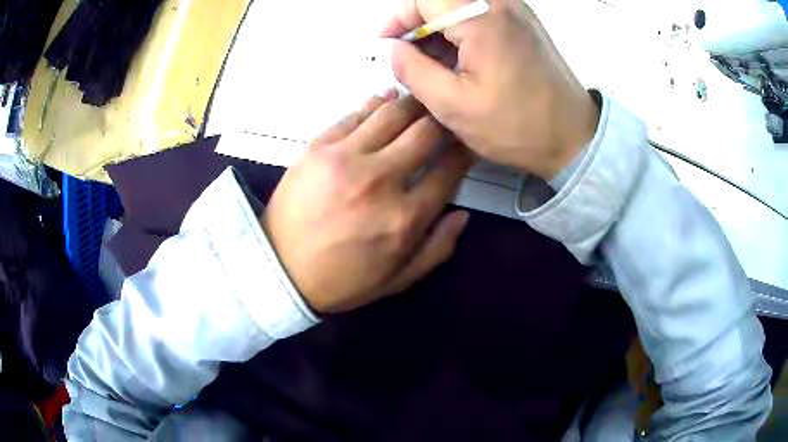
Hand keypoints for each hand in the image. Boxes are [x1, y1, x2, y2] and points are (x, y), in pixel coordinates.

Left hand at [263, 92, 471, 313]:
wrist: (279, 269)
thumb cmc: (341, 280)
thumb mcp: (397, 280)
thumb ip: (437, 249)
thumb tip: (462, 213)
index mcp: (405, 218)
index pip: (449, 170)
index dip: (464, 151)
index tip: (466, 142)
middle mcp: (380, 180)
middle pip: (426, 131)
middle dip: (443, 120)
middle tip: (445, 117)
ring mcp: (345, 158)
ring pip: (393, 113)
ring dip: (414, 104)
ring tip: (421, 102)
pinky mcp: (318, 147)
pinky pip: (354, 114)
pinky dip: (376, 103)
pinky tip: (386, 99)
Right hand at [381, 0, 599, 179]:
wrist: (574, 137)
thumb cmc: (517, 127)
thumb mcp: (453, 106)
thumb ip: (413, 71)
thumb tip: (393, 49)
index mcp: (482, 18)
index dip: (398, 18)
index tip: (387, 44)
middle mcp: (501, 4)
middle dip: (417, 23)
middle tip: (409, 57)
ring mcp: (516, 11)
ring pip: (460, 6)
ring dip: (439, 29)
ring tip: (433, 66)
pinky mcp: (523, 23)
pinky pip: (480, 14)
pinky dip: (461, 32)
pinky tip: (459, 61)